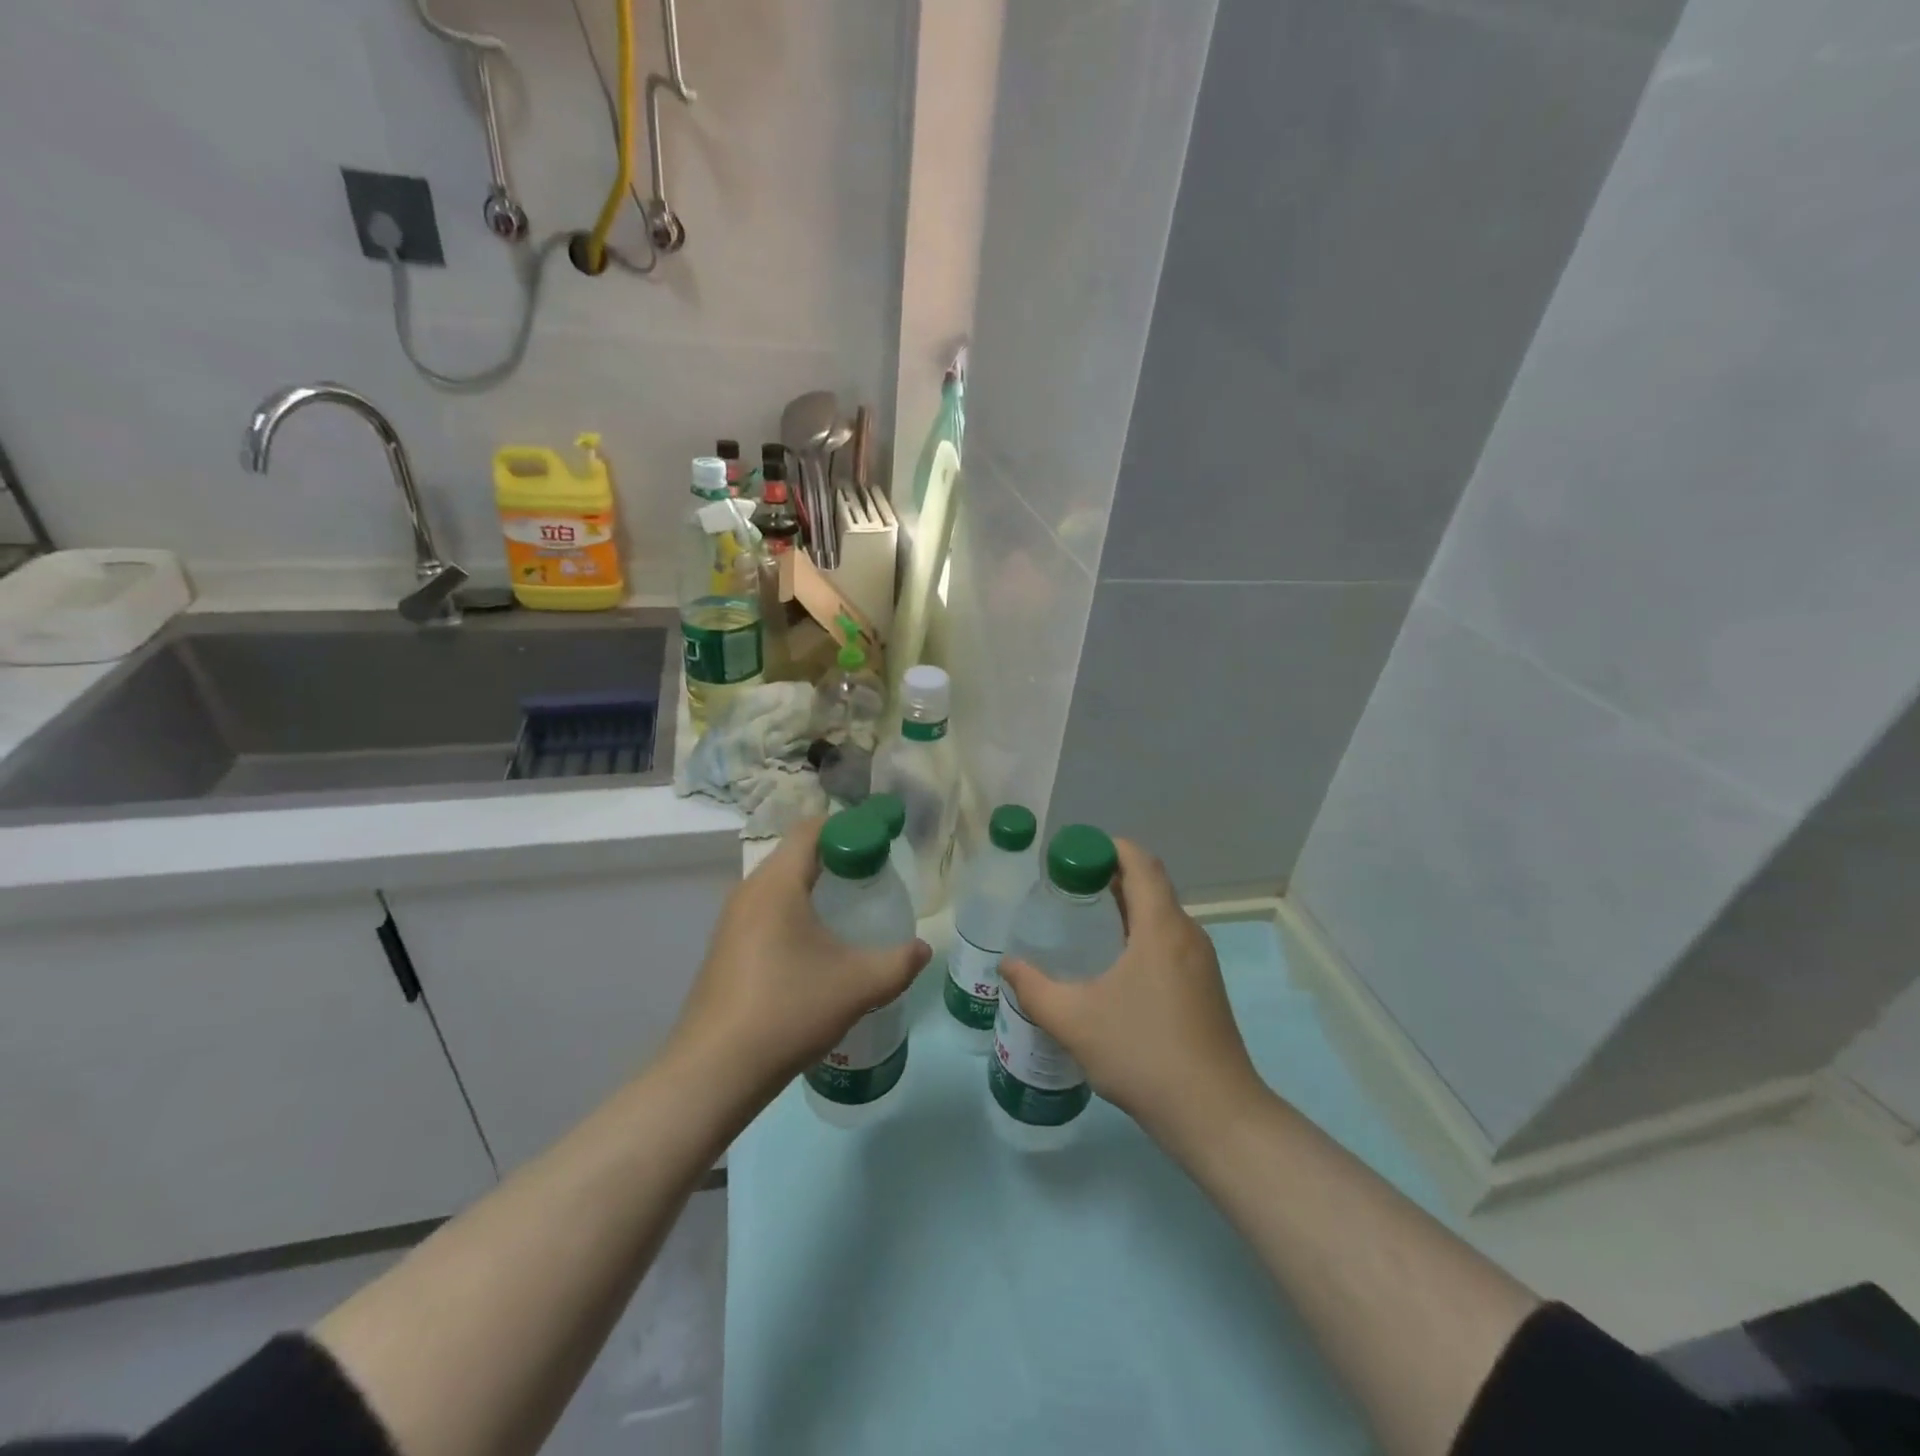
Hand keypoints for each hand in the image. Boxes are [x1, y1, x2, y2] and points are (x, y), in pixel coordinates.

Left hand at [669, 819, 930, 1111]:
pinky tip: (817, 947)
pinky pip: (766, 912)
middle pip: (796, 854)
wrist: (714, 1072)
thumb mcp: (858, 985)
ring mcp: (731, 922)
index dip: (850, 826)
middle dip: (837, 857)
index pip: (812, 829)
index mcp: (776, 884)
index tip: (882, 838)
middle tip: (875, 874)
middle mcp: (748, 892)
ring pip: (779, 885)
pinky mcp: (726, 950)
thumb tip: (923, 950)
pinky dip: (795, 912)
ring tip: (851, 909)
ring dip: (815, 887)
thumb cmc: (788, 1010)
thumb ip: (899, 962)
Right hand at [999, 839, 1262, 1147]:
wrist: (1215, 1116)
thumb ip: (1034, 988)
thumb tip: (1006, 965)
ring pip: (1160, 917)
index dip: (1108, 847)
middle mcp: (1187, 935)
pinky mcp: (1204, 988)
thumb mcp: (1075, 1020)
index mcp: (1161, 927)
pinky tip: (1112, 966)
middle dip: (1109, 877)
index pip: (1140, 862)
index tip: (1072, 854)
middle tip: (1065, 887)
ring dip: (1125, 909)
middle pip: (1150, 886)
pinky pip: (1168, 942)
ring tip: (1082, 923)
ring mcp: (1201, 963)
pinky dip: (1139, 935)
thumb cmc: (1143, 1054)